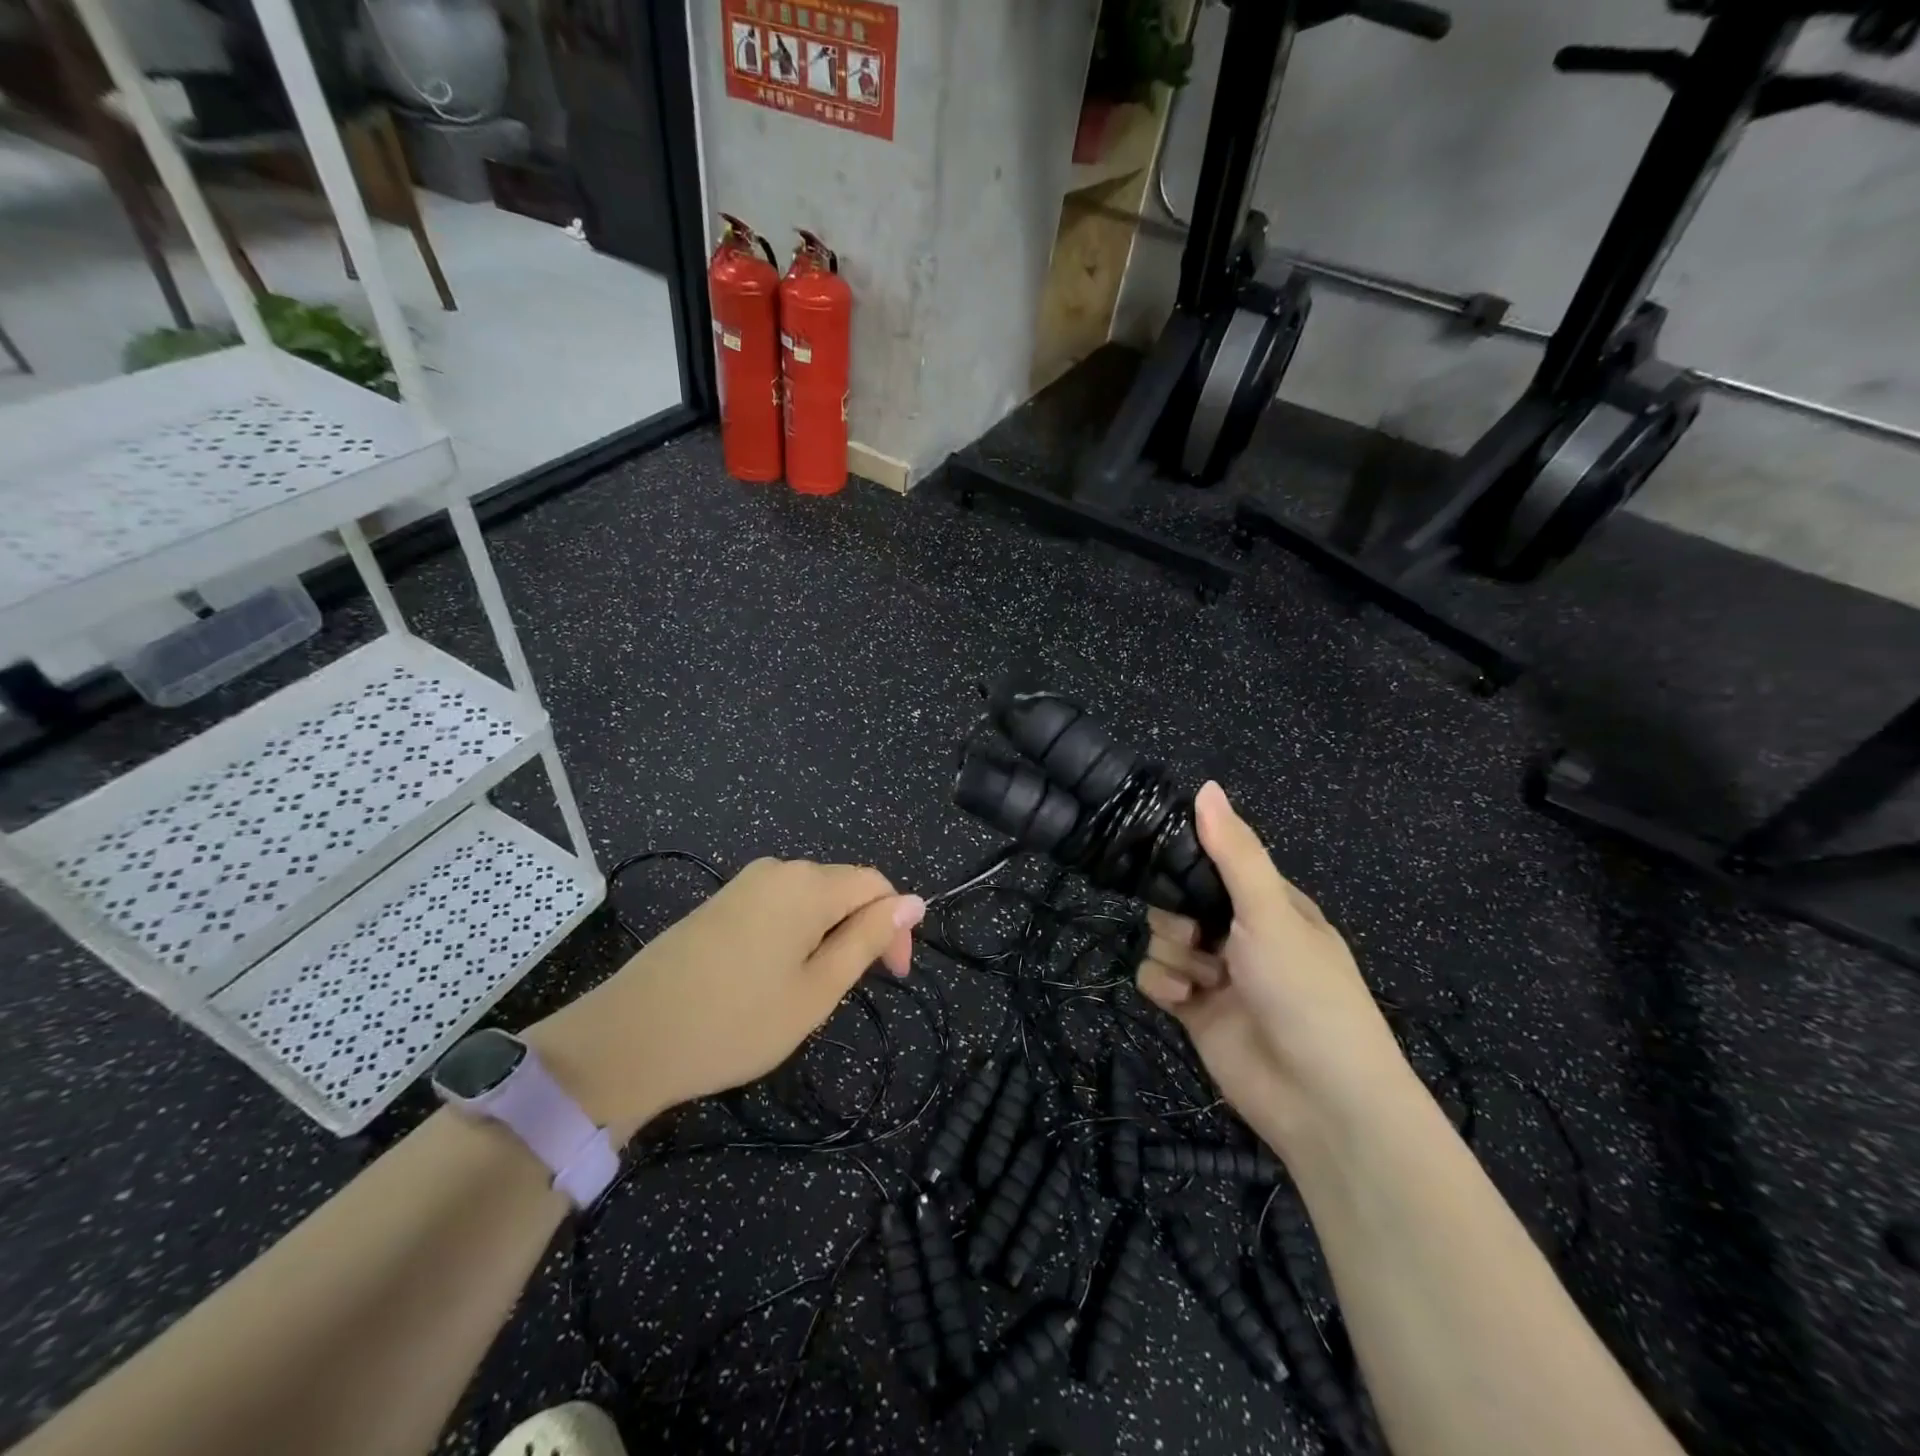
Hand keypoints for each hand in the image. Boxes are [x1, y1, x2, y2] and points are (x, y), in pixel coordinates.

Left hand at [529, 859, 925, 1143]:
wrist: (626, 1040)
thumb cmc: (735, 1022)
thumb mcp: (816, 990)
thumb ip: (867, 940)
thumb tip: (913, 901)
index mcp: (808, 885)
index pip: (876, 886)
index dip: (894, 927)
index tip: (892, 979)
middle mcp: (777, 870)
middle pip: (842, 889)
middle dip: (860, 933)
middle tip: (846, 994)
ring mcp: (743, 884)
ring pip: (810, 901)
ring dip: (826, 938)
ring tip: (807, 993)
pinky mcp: (718, 903)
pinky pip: (777, 908)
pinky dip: (794, 937)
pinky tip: (772, 980)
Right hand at [1135, 782, 1406, 1152]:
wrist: (1321, 1101)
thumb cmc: (1305, 992)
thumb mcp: (1271, 913)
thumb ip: (1234, 853)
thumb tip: (1206, 786)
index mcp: (1267, 904)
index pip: (1214, 863)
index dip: (1186, 860)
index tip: (1160, 860)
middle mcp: (1240, 934)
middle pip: (1178, 901)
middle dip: (1176, 914)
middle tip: (1196, 932)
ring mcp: (1217, 974)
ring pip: (1162, 939)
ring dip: (1174, 954)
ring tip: (1202, 980)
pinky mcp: (1195, 1011)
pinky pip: (1156, 979)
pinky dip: (1164, 986)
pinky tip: (1184, 1001)